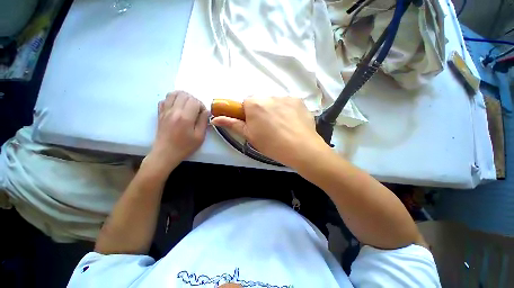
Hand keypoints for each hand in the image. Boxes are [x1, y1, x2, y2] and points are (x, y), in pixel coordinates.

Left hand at [148, 91, 208, 170]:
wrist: (165, 153)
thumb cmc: (185, 147)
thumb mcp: (199, 137)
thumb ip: (203, 121)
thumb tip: (206, 111)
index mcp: (185, 117)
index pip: (194, 101)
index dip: (201, 105)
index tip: (203, 114)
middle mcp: (174, 111)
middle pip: (184, 94)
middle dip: (193, 100)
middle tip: (196, 110)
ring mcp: (165, 111)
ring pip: (173, 93)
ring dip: (183, 97)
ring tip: (188, 106)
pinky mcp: (160, 113)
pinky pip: (165, 99)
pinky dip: (173, 100)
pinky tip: (177, 108)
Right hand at [211, 96, 327, 166]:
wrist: (301, 149)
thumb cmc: (272, 144)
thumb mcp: (250, 136)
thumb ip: (232, 124)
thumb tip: (214, 119)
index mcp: (254, 104)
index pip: (246, 103)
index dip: (249, 114)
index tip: (254, 125)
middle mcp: (269, 96)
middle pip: (261, 102)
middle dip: (261, 112)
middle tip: (268, 128)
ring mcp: (286, 97)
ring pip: (274, 102)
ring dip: (275, 111)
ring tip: (282, 126)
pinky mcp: (298, 100)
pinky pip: (288, 104)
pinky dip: (287, 111)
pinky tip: (291, 123)